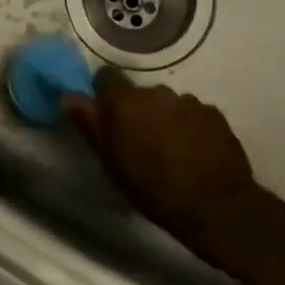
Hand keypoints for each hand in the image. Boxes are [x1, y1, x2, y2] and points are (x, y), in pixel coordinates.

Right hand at [62, 81, 266, 268]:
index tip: (107, 117)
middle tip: (140, 143)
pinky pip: (193, 113)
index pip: (106, 77)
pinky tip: (194, 152)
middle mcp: (156, 92)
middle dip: (137, 111)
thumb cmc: (153, 189)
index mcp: (125, 102)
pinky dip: (190, 126)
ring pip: (168, 103)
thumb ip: (90, 125)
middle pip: (139, 93)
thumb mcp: (112, 162)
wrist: (216, 206)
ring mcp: (188, 101)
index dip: (105, 95)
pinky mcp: (214, 113)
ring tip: (170, 150)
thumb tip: (68, 96)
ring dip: (165, 118)